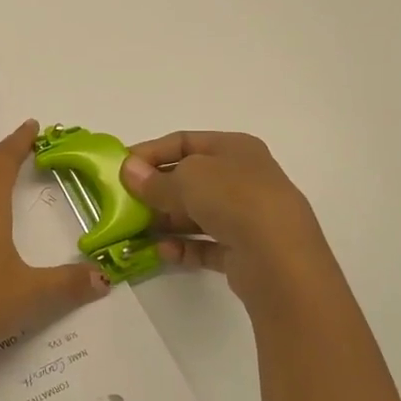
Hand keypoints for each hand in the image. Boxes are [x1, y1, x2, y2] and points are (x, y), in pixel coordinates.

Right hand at [122, 131, 325, 308]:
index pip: (184, 141)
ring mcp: (247, 215)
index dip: (150, 152)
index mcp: (235, 148)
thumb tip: (129, 171)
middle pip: (190, 179)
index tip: (120, 169)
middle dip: (156, 190)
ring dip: (166, 221)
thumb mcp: (187, 179)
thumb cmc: (234, 200)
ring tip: (137, 231)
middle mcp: (244, 177)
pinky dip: (184, 247)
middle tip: (125, 203)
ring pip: (197, 213)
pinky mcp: (245, 250)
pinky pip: (206, 244)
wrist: (280, 259)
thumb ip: (154, 179)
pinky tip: (162, 252)